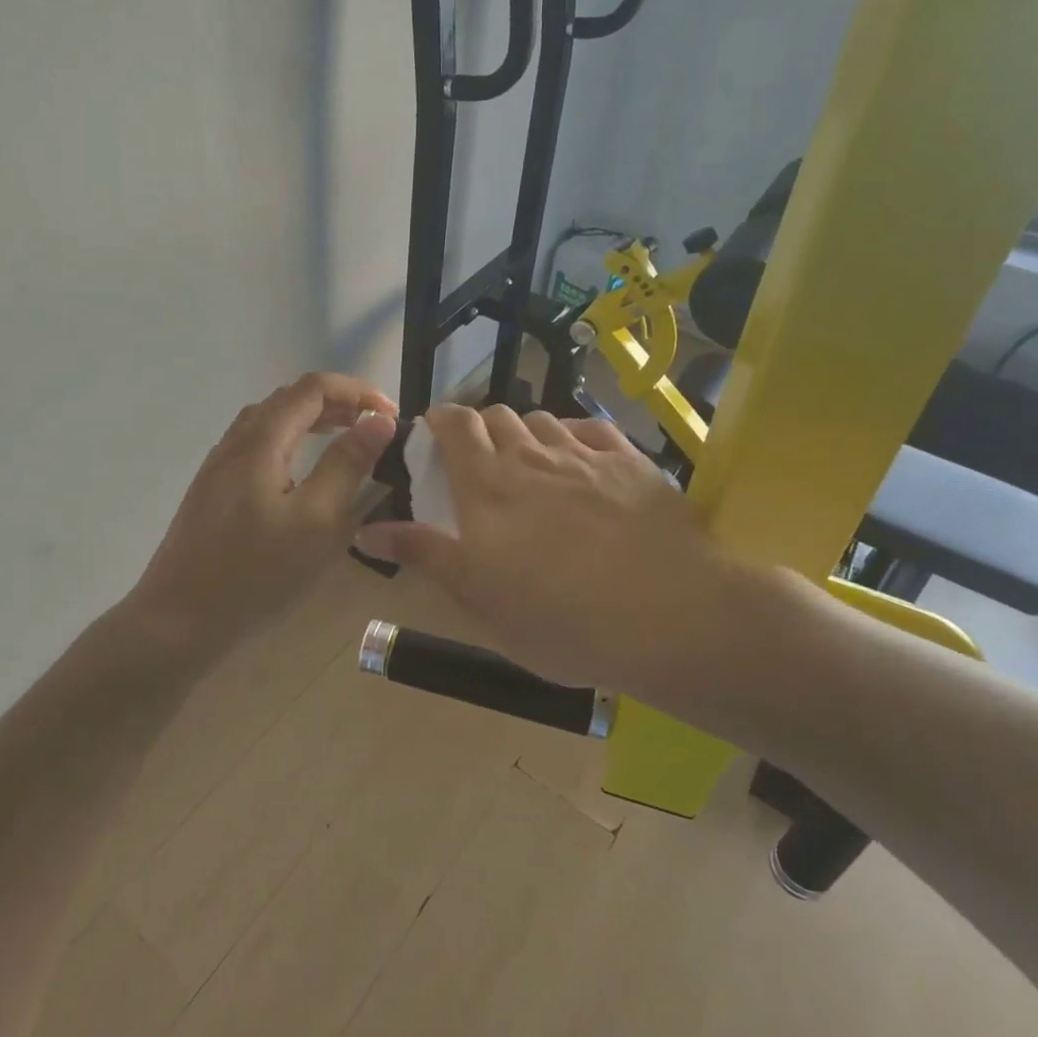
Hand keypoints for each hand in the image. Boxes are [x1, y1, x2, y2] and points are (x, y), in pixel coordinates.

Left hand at [124, 372, 397, 650]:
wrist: (177, 620)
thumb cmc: (255, 573)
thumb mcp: (317, 521)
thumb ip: (348, 464)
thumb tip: (379, 420)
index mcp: (261, 441)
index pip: (313, 388)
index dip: (356, 391)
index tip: (391, 415)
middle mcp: (235, 442)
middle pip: (289, 398)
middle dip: (337, 403)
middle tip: (375, 427)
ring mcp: (219, 466)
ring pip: (270, 421)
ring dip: (312, 420)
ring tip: (345, 439)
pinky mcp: (213, 490)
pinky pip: (257, 445)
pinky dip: (291, 440)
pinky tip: (302, 472)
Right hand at [354, 404, 758, 698]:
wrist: (671, 617)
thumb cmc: (563, 619)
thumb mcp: (481, 600)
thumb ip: (424, 555)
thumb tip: (366, 532)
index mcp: (487, 487)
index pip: (454, 424)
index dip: (439, 420)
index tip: (433, 436)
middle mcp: (531, 456)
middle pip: (496, 416)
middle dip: (480, 429)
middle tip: (480, 464)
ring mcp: (584, 455)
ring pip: (541, 421)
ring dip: (525, 434)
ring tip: (529, 466)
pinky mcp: (630, 461)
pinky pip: (590, 430)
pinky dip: (573, 438)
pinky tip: (579, 462)